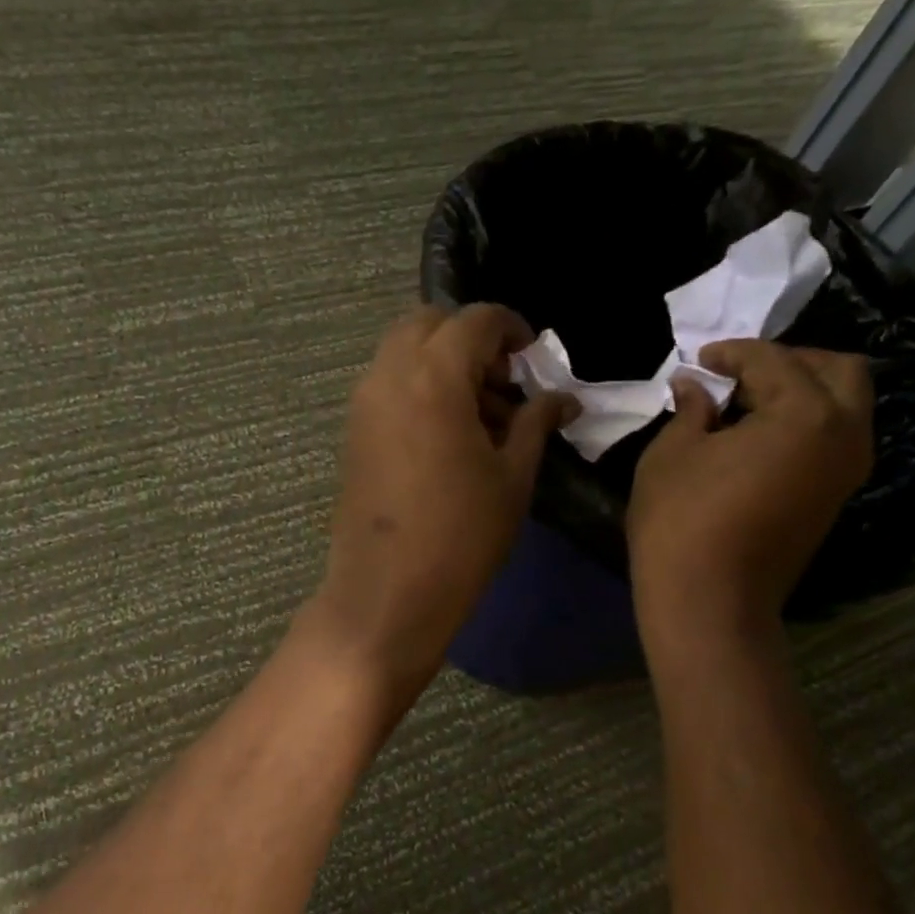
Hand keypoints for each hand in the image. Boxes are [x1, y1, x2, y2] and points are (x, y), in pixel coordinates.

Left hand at [307, 304, 572, 703]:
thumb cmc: (461, 536)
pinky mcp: (352, 435)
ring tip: (480, 416)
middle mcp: (387, 376)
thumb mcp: (512, 478)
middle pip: (428, 324)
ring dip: (441, 364)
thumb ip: (535, 424)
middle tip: (503, 382)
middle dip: (469, 339)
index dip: (512, 328)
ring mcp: (362, 406)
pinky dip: (417, 389)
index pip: (475, 320)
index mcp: (432, 376)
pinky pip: (386, 387)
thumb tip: (562, 398)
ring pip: (402, 354)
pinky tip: (446, 436)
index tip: (533, 356)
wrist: (387, 593)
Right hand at [628, 339, 871, 643]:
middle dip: (789, 361)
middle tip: (739, 373)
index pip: (773, 361)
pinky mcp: (835, 497)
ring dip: (803, 391)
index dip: (732, 354)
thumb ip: (690, 410)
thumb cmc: (680, 521)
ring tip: (748, 404)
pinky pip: (834, 438)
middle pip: (838, 370)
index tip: (700, 359)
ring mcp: (847, 469)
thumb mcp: (671, 454)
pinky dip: (806, 423)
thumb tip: (695, 387)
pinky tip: (759, 437)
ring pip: (845, 405)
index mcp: (805, 413)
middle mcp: (844, 433)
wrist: (708, 600)